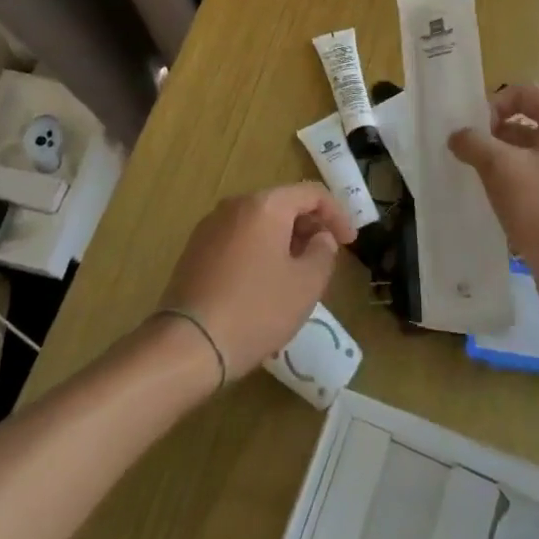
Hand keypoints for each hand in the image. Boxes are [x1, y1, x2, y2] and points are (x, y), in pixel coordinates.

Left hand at [158, 184, 355, 377]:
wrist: (188, 345)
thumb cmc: (256, 310)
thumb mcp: (306, 285)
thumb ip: (323, 252)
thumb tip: (320, 237)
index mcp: (265, 205)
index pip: (312, 193)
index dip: (337, 214)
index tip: (350, 243)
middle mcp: (236, 204)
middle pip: (283, 204)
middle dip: (309, 227)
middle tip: (325, 258)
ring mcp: (211, 225)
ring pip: (259, 222)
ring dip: (284, 239)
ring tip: (296, 273)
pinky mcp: (195, 249)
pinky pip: (238, 238)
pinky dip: (259, 250)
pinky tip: (263, 283)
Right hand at [449, 84, 538, 308]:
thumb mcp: (500, 168)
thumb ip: (474, 143)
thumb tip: (458, 135)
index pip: (524, 93)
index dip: (493, 104)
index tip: (471, 129)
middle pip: (527, 123)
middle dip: (494, 136)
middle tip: (467, 155)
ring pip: (531, 155)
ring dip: (502, 163)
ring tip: (476, 180)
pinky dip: (516, 186)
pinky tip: (497, 204)